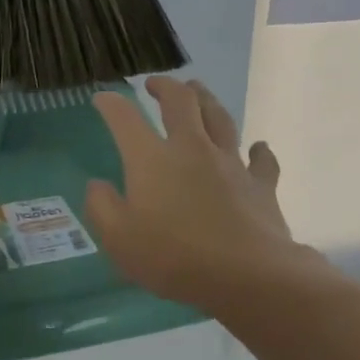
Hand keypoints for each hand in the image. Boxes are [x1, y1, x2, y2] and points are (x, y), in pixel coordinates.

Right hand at [85, 77, 314, 310]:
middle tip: (155, 84)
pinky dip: (259, 151)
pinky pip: (262, 160)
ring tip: (198, 90)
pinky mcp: (261, 186)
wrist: (248, 276)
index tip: (102, 98)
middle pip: (181, 102)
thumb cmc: (174, 257)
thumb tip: (98, 184)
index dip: (111, 104)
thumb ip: (102, 207)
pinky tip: (258, 148)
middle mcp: (192, 149)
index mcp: (152, 159)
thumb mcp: (118, 239)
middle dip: (165, 86)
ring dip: (206, 99)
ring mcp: (230, 164)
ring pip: (220, 118)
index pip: (125, 119)